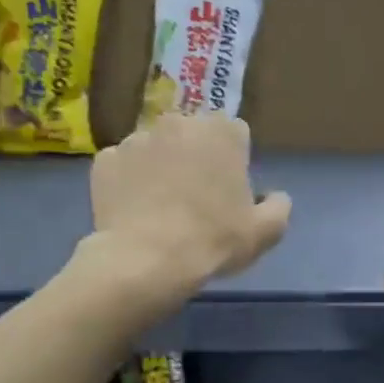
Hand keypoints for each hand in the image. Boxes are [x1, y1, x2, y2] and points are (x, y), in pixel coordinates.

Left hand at [84, 115, 291, 310]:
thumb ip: (278, 206)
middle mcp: (177, 122)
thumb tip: (274, 196)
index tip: (229, 190)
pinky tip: (135, 211)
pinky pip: (124, 167)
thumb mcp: (265, 232)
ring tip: (161, 207)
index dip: (233, 162)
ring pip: (155, 149)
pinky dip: (129, 182)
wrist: (148, 260)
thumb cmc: (214, 240)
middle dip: (195, 158)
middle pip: (192, 136)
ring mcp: (136, 138)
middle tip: (195, 198)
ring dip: (161, 167)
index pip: (235, 134)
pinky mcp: (105, 160)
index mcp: (221, 131)